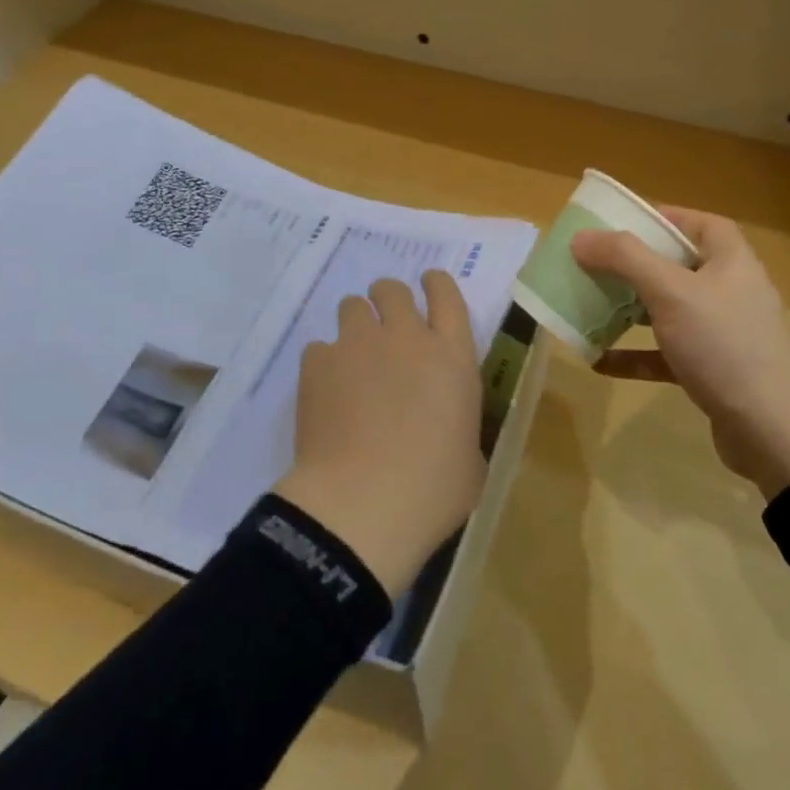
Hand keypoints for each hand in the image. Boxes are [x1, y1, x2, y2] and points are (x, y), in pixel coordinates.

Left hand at [275, 272, 484, 595]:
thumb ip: (462, 430)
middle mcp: (405, 337)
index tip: (429, 289)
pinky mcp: (318, 363)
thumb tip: (451, 434)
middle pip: (392, 289)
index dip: (435, 284)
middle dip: (389, 301)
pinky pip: (320, 347)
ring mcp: (358, 345)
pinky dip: (325, 363)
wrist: (362, 505)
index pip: (445, 293)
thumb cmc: (432, 491)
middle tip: (387, 330)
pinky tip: (326, 394)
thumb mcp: (471, 461)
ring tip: (354, 359)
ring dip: (356, 324)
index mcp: (452, 356)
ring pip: (352, 306)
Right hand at [571, 209, 789, 498]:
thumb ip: (624, 258)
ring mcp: (722, 334)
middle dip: (634, 266)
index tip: (622, 223)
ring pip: (667, 311)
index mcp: (730, 261)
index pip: (700, 224)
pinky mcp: (712, 371)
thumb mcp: (671, 292)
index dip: (664, 218)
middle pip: (677, 266)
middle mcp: (729, 291)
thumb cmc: (723, 345)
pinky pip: (665, 354)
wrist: (772, 432)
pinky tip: (598, 362)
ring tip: (588, 307)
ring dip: (628, 310)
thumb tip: (581, 237)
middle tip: (593, 265)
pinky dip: (635, 355)